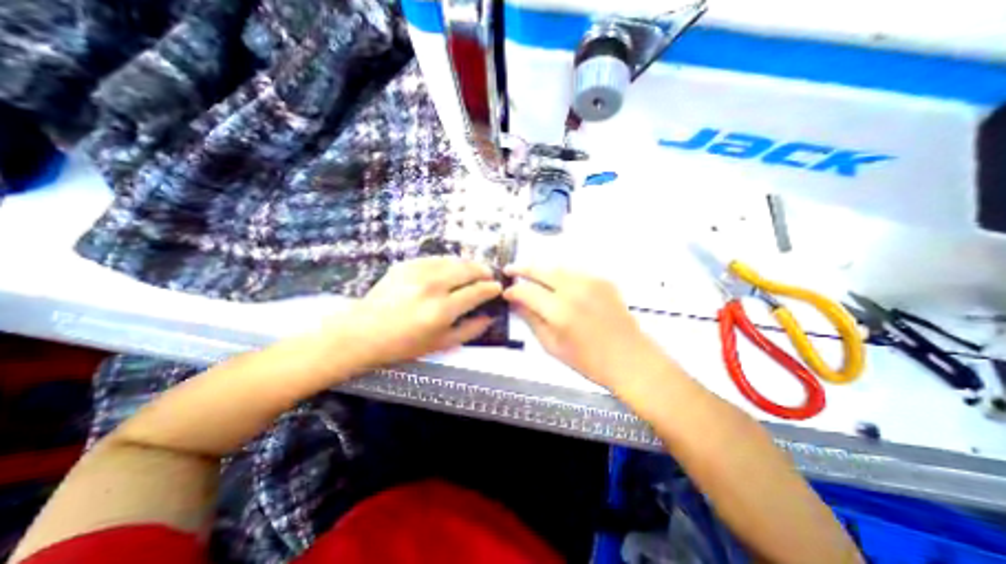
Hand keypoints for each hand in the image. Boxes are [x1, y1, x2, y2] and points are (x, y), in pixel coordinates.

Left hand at [342, 255, 507, 366]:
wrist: (363, 332)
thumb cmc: (404, 345)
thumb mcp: (441, 344)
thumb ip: (470, 330)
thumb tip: (490, 317)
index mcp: (441, 310)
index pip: (476, 291)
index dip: (491, 288)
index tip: (497, 288)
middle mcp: (432, 286)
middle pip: (468, 270)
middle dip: (483, 271)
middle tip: (489, 276)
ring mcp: (417, 272)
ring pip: (453, 260)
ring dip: (468, 264)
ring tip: (474, 271)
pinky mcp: (406, 264)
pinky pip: (436, 259)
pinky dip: (449, 263)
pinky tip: (451, 269)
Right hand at [504, 265, 665, 389]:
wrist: (630, 358)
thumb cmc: (588, 360)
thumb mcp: (552, 345)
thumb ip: (531, 320)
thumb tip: (515, 303)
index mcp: (559, 311)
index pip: (526, 291)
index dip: (513, 291)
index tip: (506, 293)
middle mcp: (573, 290)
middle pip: (540, 269)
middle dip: (521, 268)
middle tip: (509, 269)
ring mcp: (590, 281)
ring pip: (557, 266)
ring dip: (540, 269)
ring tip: (529, 274)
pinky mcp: (602, 280)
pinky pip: (574, 271)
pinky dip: (560, 273)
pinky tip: (556, 282)